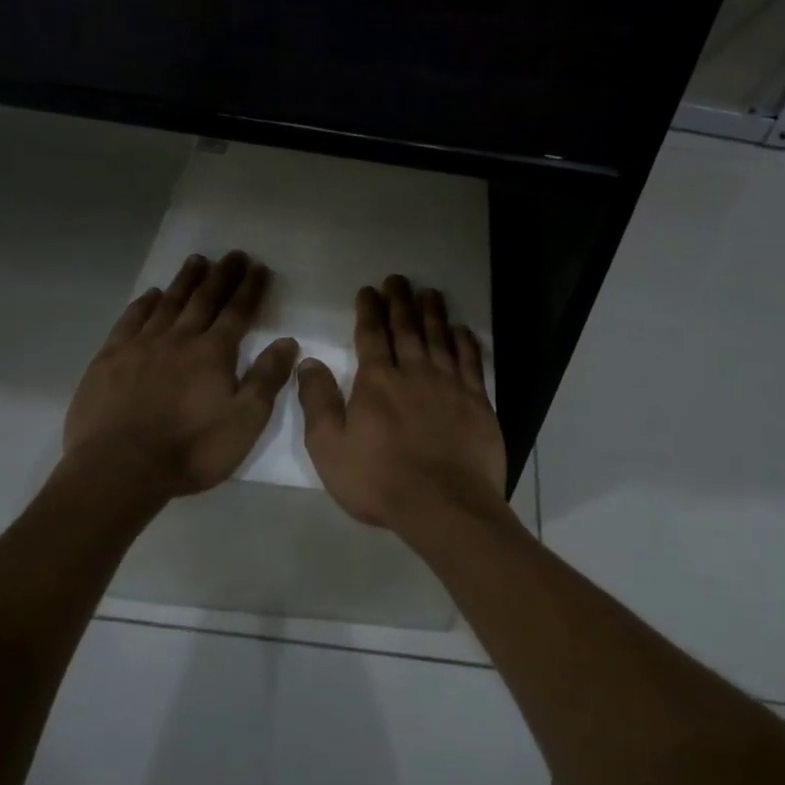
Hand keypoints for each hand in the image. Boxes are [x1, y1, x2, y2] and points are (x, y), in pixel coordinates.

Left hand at [64, 251, 298, 498]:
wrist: (119, 469)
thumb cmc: (191, 450)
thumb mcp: (245, 422)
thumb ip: (267, 379)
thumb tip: (287, 342)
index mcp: (214, 354)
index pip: (238, 313)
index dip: (250, 289)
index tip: (259, 267)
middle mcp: (179, 339)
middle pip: (204, 300)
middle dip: (222, 276)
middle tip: (232, 255)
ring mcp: (141, 346)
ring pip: (168, 304)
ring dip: (185, 281)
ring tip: (197, 261)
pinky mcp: (109, 359)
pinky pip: (130, 321)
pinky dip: (143, 304)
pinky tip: (150, 295)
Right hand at [297, 274, 508, 531]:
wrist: (444, 505)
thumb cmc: (380, 481)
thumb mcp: (330, 448)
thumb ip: (318, 402)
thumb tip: (308, 362)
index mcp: (377, 382)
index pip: (371, 335)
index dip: (369, 310)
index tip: (369, 290)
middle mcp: (414, 372)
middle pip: (406, 328)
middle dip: (400, 301)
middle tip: (398, 279)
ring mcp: (449, 384)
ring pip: (440, 338)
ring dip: (433, 313)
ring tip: (429, 292)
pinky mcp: (477, 401)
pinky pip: (471, 362)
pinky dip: (466, 342)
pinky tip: (462, 330)